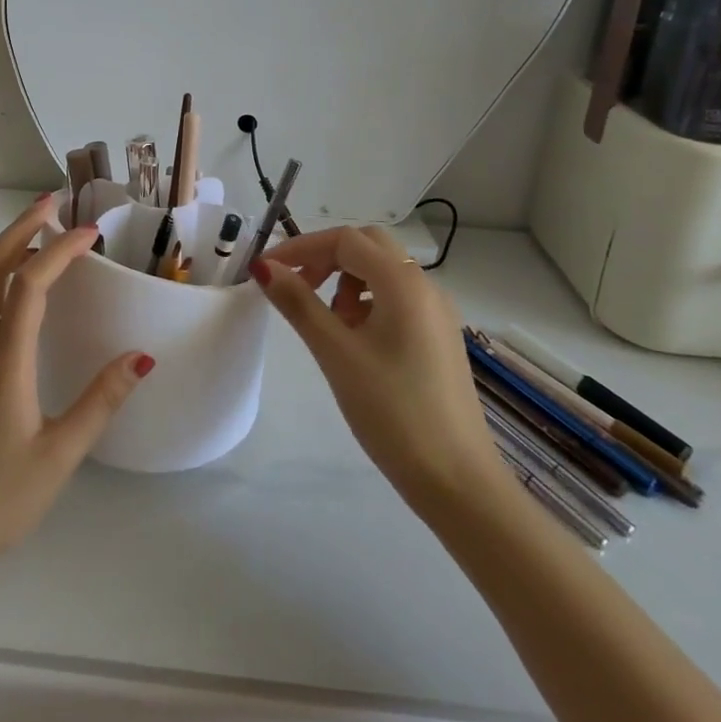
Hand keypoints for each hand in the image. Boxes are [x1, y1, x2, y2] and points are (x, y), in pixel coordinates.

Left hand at [0, 195, 153, 566]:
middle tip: (52, 203)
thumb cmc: (2, 498)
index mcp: (3, 364)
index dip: (59, 251)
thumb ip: (101, 401)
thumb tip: (140, 356)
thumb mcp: (62, 455)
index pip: (28, 286)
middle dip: (21, 228)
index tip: (89, 233)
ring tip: (33, 238)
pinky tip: (6, 292)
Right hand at [251, 226, 498, 504]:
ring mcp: (437, 312)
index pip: (344, 240)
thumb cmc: (391, 410)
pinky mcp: (439, 336)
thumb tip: (263, 267)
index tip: (266, 271)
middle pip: (367, 246)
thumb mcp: (335, 352)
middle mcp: (426, 286)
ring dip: (347, 279)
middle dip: (326, 257)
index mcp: (403, 282)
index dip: (300, 247)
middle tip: (297, 287)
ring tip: (328, 322)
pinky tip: (355, 340)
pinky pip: (398, 297)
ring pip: (383, 271)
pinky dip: (368, 301)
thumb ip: (298, 303)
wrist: (457, 481)